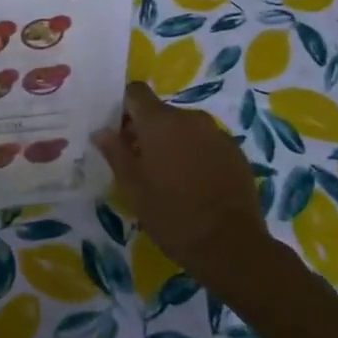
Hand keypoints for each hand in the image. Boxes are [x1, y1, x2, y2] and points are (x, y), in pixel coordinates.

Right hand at [93, 82, 269, 288]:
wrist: (231, 245)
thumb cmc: (172, 214)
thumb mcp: (133, 187)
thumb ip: (115, 153)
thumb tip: (101, 131)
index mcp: (160, 121)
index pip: (136, 92)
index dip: (124, 107)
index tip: (118, 132)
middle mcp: (190, 118)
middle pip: (161, 112)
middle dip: (147, 130)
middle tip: (139, 162)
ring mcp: (217, 134)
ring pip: (185, 128)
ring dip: (173, 143)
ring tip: (169, 176)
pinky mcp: (236, 152)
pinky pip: (207, 143)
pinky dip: (196, 154)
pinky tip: (195, 184)